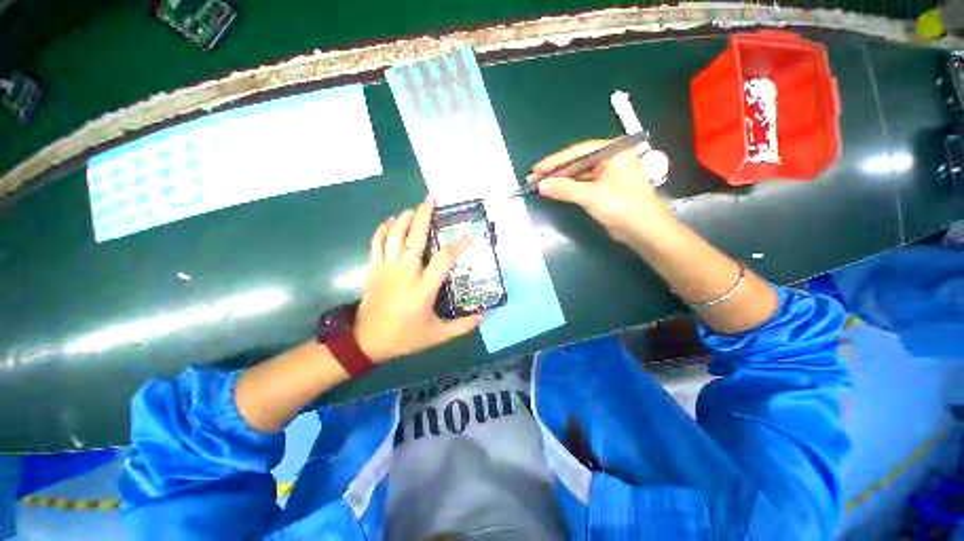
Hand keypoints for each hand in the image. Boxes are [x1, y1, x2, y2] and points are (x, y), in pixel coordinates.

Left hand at [354, 197, 482, 362]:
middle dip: (424, 215)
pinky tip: (392, 221)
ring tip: (415, 208)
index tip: (469, 234)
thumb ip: (462, 326)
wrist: (367, 341)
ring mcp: (387, 268)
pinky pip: (377, 242)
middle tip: (432, 199)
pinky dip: (383, 228)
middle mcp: (405, 272)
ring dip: (405, 218)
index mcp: (423, 288)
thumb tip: (484, 315)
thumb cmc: (404, 337)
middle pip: (415, 237)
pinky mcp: (374, 268)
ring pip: (395, 235)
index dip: (459, 245)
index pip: (444, 259)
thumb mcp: (437, 336)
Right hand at [529, 140, 672, 244]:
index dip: (554, 161)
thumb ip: (564, 189)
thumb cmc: (623, 207)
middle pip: (576, 162)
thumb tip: (540, 186)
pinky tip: (554, 190)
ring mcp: (607, 174)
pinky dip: (568, 188)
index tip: (535, 169)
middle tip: (533, 178)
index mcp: (613, 151)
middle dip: (555, 171)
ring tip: (539, 185)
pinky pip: (582, 184)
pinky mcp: (604, 188)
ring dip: (559, 180)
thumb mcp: (591, 196)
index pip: (577, 152)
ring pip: (578, 174)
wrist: (645, 231)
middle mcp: (610, 159)